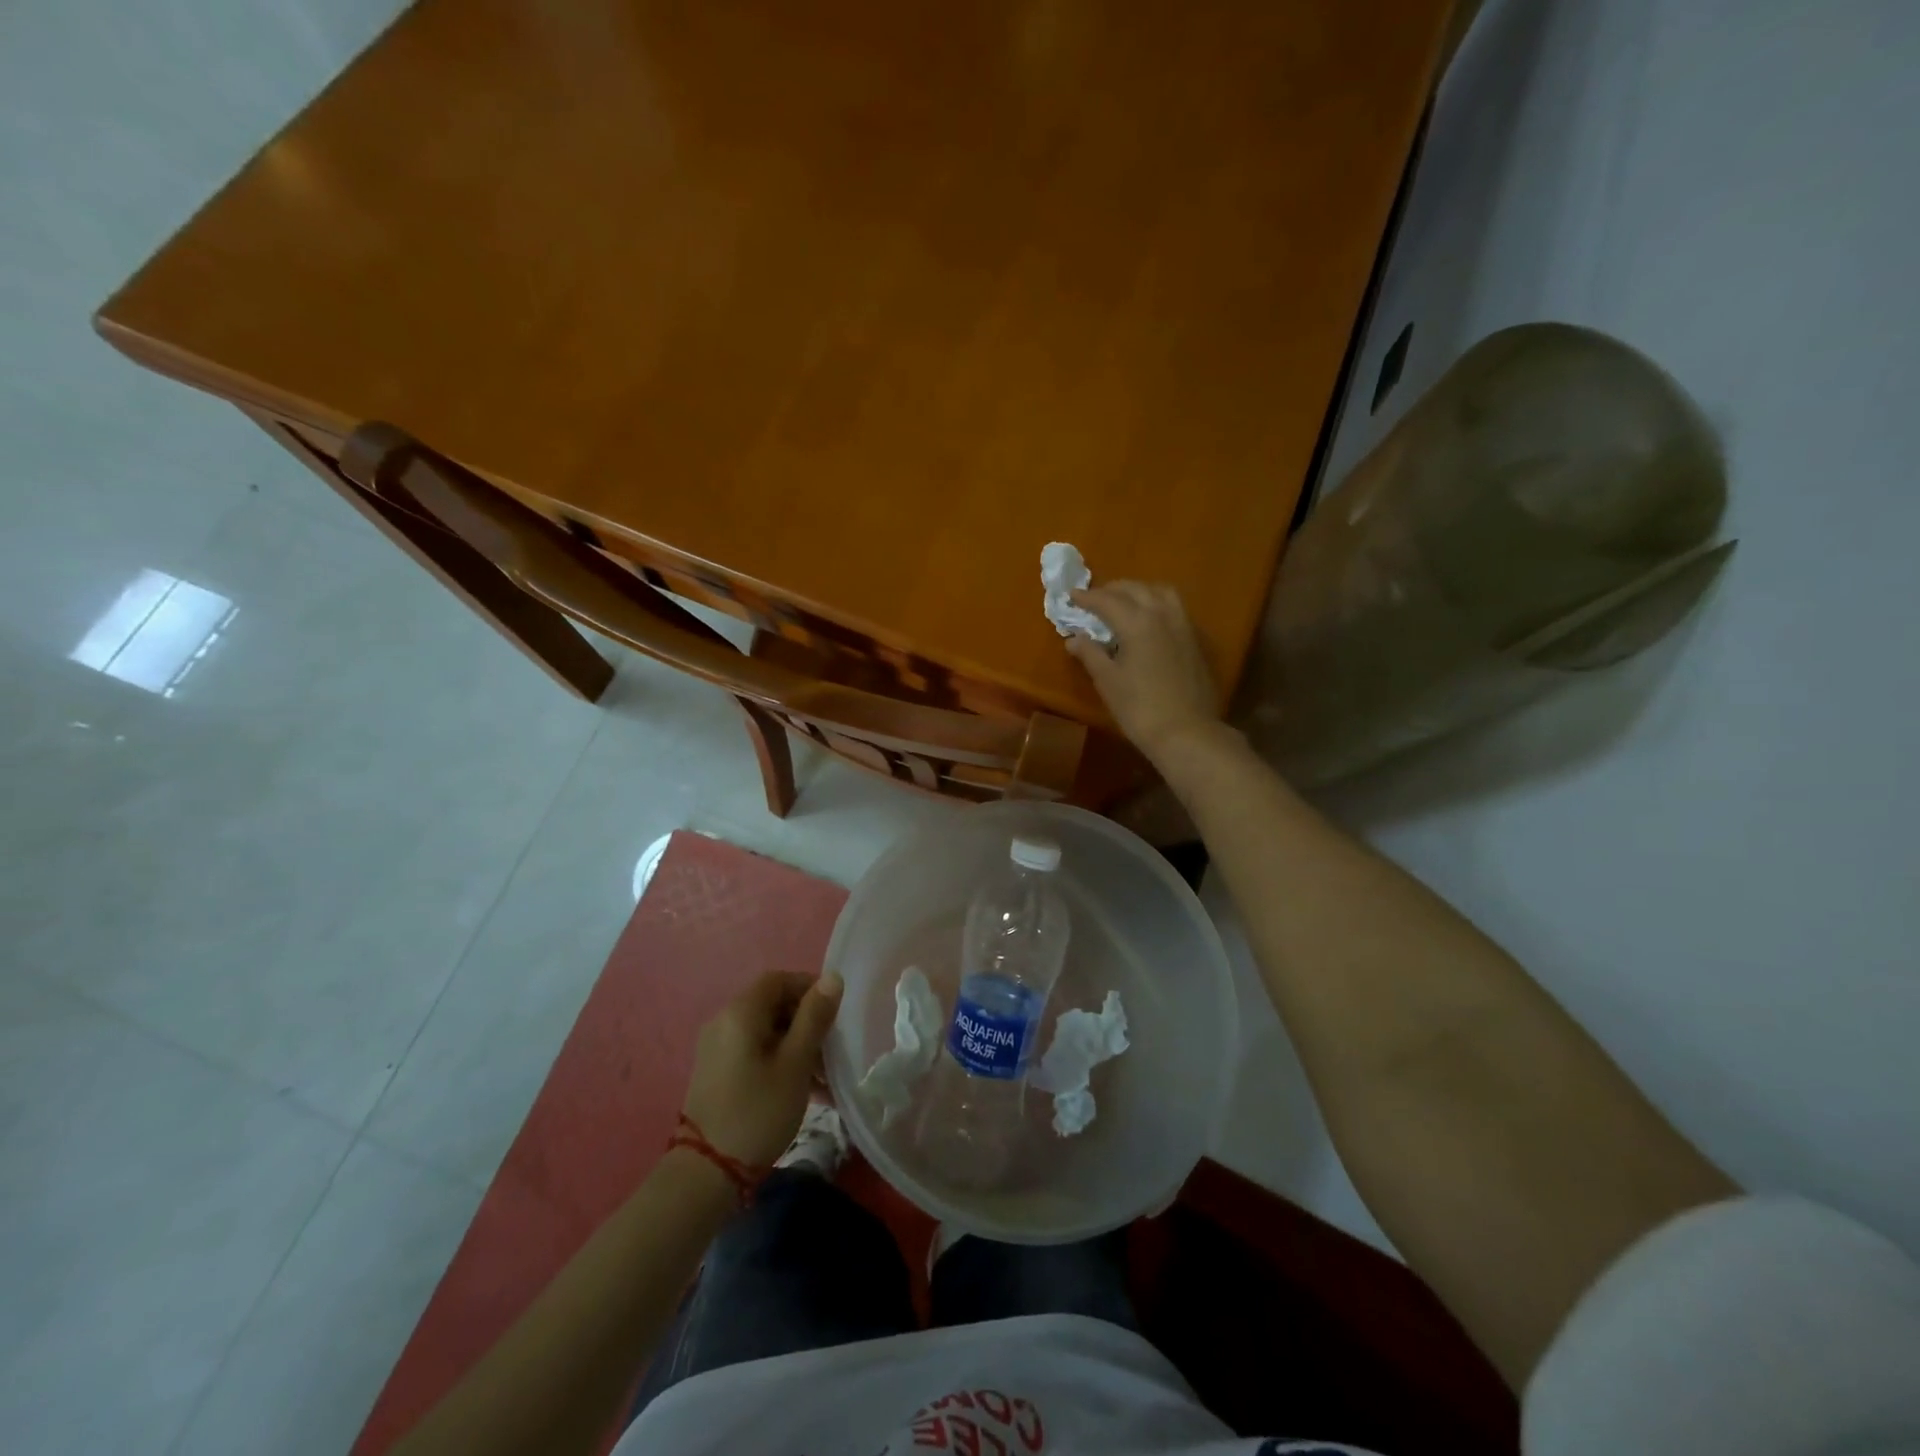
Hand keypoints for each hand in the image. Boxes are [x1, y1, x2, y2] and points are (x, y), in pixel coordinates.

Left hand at [681, 971, 843, 1167]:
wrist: (705, 1174)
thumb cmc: (758, 1111)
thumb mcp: (795, 1063)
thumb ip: (814, 1017)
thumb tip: (832, 978)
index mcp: (740, 1012)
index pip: (778, 980)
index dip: (809, 987)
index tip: (836, 1012)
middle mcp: (724, 1022)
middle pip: (772, 1005)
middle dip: (806, 1021)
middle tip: (833, 1047)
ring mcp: (717, 1049)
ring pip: (766, 1031)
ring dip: (797, 1045)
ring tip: (824, 1076)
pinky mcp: (717, 1073)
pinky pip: (754, 1052)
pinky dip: (780, 1060)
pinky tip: (803, 1089)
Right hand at [1066, 582, 1222, 760]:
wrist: (1187, 732)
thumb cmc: (1140, 708)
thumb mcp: (1108, 681)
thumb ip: (1090, 654)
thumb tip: (1074, 638)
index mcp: (1137, 622)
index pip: (1107, 600)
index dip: (1087, 597)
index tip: (1072, 596)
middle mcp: (1162, 615)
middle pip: (1135, 589)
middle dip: (1112, 590)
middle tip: (1095, 599)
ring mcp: (1183, 626)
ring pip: (1160, 593)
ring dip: (1139, 591)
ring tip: (1125, 603)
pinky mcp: (1195, 640)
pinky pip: (1174, 609)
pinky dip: (1156, 605)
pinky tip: (1149, 621)